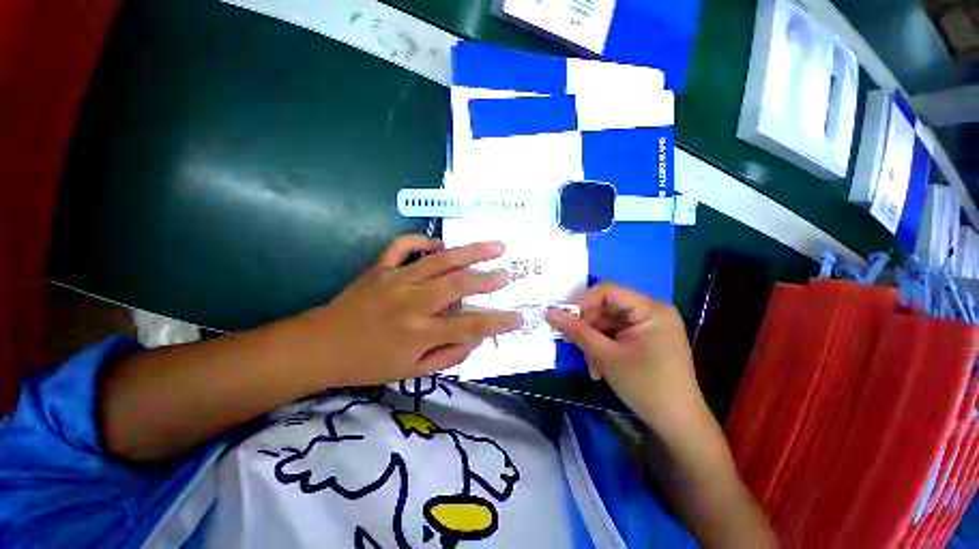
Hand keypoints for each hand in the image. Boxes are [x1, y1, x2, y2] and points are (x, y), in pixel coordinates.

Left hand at [287, 235, 521, 388]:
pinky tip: (439, 244)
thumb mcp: (412, 372)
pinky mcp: (380, 267)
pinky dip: (422, 240)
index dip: (497, 322)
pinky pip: (403, 246)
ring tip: (494, 245)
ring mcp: (395, 280)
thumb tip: (477, 339)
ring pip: (439, 261)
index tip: (518, 317)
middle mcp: (411, 303)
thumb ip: (449, 356)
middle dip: (487, 279)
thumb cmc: (369, 363)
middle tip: (507, 274)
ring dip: (470, 252)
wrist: (320, 346)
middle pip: (457, 286)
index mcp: (419, 333)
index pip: (469, 326)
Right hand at [546, 283, 708, 439]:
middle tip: (571, 344)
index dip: (581, 301)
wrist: (678, 425)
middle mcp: (651, 311)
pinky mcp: (645, 339)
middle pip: (606, 307)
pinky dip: (603, 348)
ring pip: (607, 323)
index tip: (563, 319)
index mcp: (650, 309)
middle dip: (587, 327)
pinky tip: (599, 368)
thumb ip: (577, 331)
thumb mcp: (606, 357)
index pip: (607, 290)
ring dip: (593, 342)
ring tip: (591, 366)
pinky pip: (615, 334)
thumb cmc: (646, 387)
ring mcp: (649, 326)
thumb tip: (549, 312)